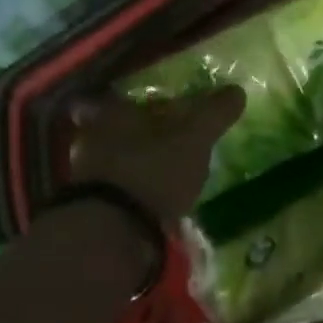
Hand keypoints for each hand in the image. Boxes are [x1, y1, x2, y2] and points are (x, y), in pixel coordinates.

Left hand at [69, 87, 246, 221]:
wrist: (112, 232)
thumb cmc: (152, 170)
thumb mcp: (194, 139)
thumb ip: (213, 114)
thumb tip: (237, 90)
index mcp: (112, 113)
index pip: (120, 98)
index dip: (134, 101)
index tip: (152, 106)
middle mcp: (91, 138)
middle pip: (113, 128)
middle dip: (135, 133)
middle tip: (161, 139)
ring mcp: (85, 174)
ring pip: (111, 159)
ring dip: (132, 164)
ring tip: (160, 173)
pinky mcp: (89, 207)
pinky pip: (112, 189)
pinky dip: (130, 191)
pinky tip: (149, 200)